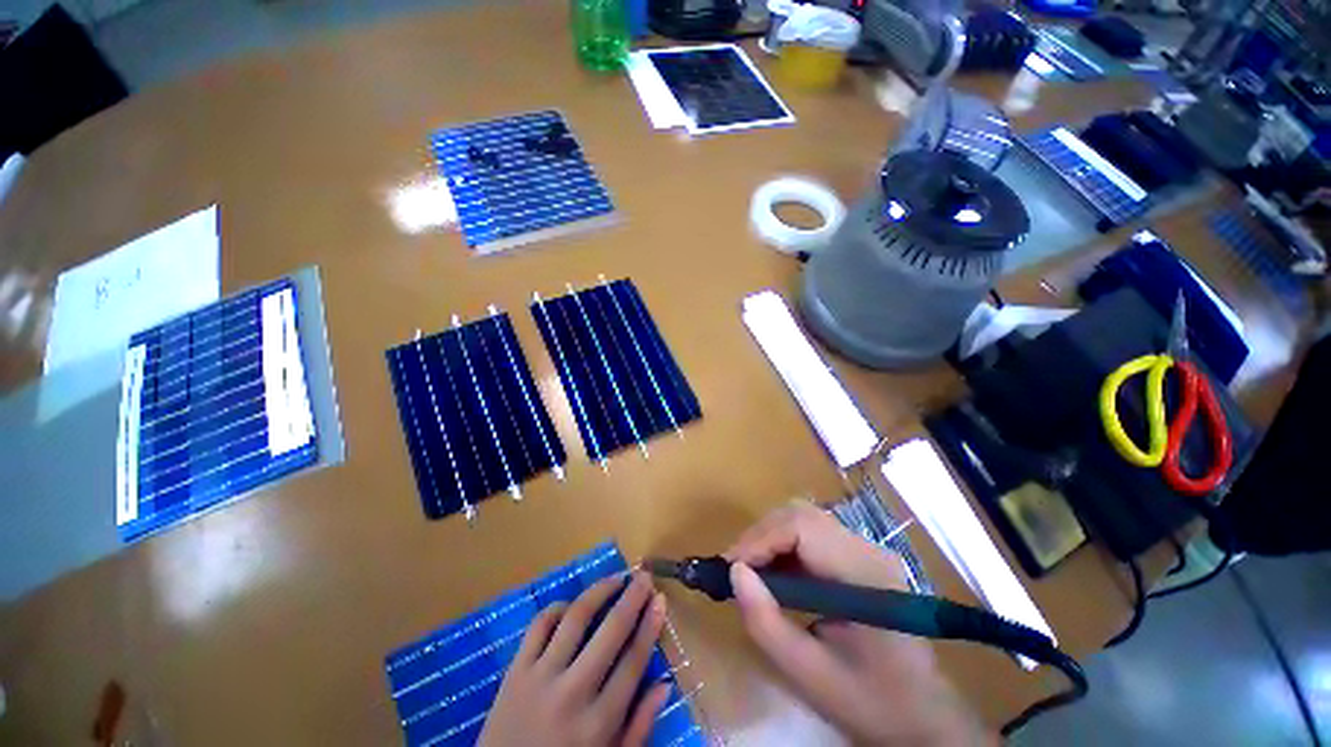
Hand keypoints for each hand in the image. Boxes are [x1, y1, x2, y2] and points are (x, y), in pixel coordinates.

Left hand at [479, 572, 671, 746]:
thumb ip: (638, 728)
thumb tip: (664, 685)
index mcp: (599, 723)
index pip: (633, 661)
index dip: (650, 626)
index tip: (660, 599)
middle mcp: (572, 694)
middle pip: (610, 632)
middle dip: (632, 598)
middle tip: (643, 577)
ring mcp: (540, 678)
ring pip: (576, 618)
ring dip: (599, 591)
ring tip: (615, 578)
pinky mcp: (515, 671)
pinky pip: (539, 626)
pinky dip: (558, 608)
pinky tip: (572, 605)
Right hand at [725, 501, 993, 745]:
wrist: (922, 716)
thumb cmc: (869, 701)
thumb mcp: (809, 673)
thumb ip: (766, 622)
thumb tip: (734, 572)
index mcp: (864, 575)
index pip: (802, 527)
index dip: (760, 539)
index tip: (730, 568)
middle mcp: (867, 549)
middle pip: (800, 514)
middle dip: (760, 536)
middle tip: (735, 569)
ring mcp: (865, 549)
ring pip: (803, 519)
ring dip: (770, 538)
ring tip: (750, 572)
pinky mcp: (858, 556)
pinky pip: (811, 535)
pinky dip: (783, 547)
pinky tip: (774, 575)